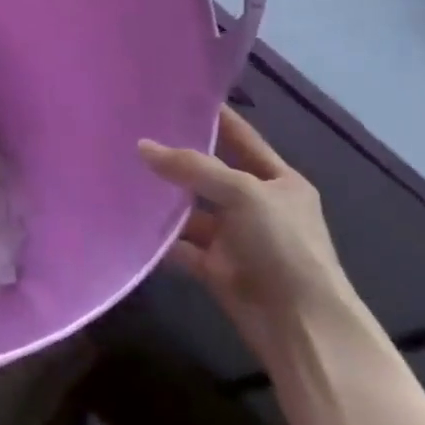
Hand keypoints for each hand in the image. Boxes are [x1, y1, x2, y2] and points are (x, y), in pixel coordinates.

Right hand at [139, 107, 356, 360]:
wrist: (302, 328)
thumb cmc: (284, 248)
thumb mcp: (243, 194)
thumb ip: (193, 167)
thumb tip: (142, 146)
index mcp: (279, 182)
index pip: (241, 137)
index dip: (213, 117)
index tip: (174, 96)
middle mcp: (257, 205)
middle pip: (211, 173)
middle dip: (177, 157)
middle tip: (133, 132)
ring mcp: (236, 238)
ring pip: (192, 210)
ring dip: (164, 199)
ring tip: (121, 172)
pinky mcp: (216, 268)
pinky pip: (181, 245)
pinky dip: (160, 238)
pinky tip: (128, 220)